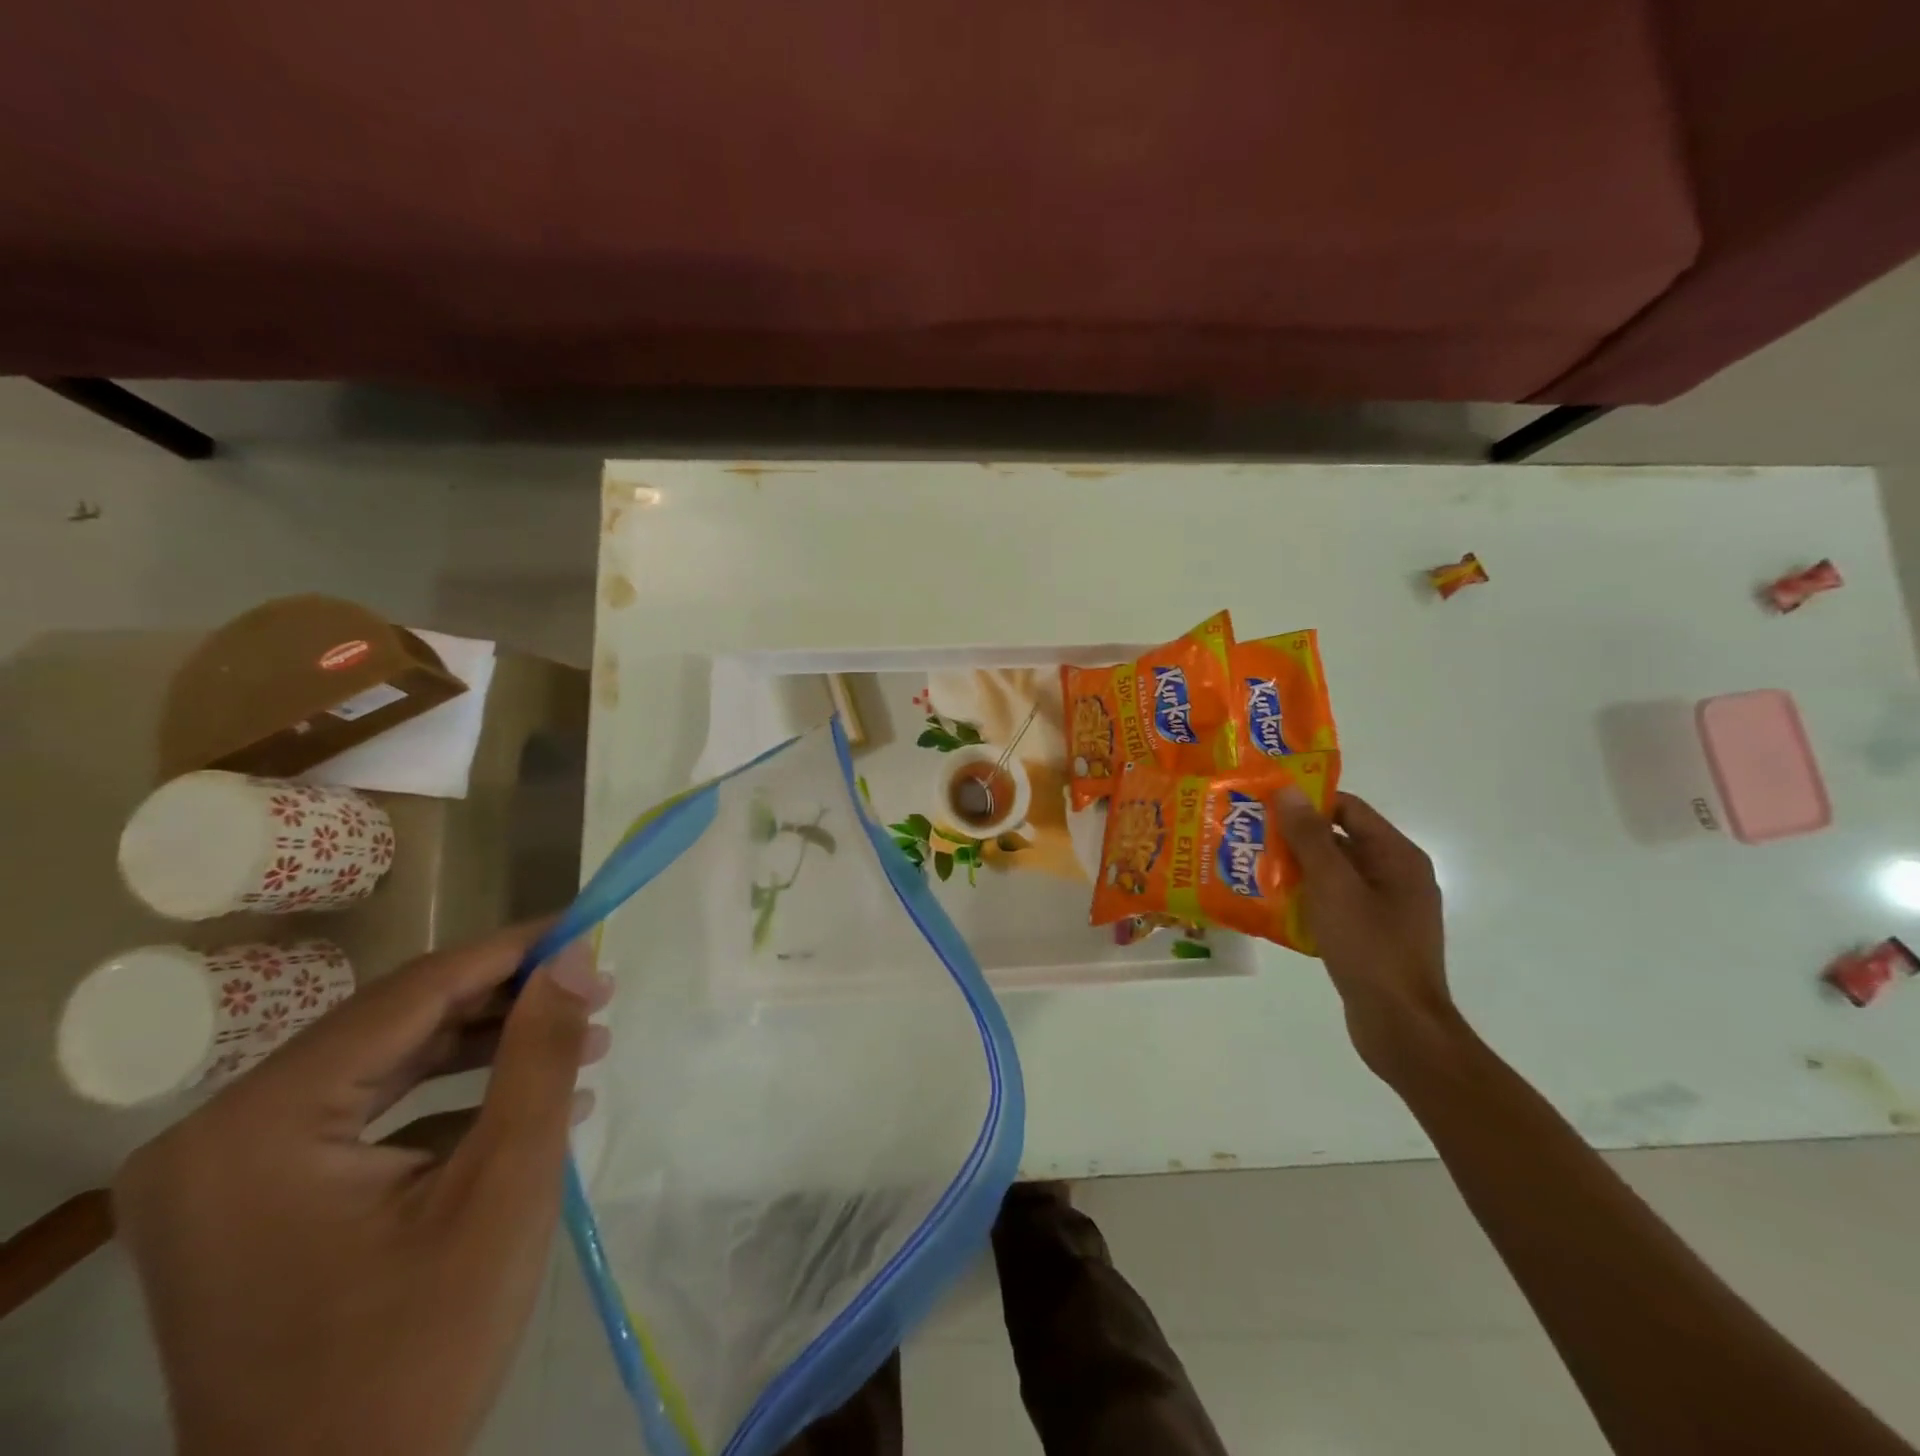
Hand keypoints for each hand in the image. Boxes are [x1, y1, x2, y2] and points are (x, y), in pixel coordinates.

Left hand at [114, 920, 611, 1455]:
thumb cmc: (421, 1348)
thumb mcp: (505, 1187)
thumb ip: (540, 1056)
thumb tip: (577, 955)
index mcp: (255, 1128)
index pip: (407, 995)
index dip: (509, 951)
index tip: (586, 926)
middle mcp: (217, 1133)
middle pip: (391, 1024)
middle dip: (505, 1000)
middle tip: (596, 986)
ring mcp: (226, 1170)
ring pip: (385, 1063)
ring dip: (487, 1045)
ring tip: (582, 1036)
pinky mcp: (254, 1198)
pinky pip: (367, 1112)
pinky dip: (451, 1095)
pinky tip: (530, 1099)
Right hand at [1275, 787, 1458, 1076]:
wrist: (1401, 1026)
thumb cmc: (1369, 948)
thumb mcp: (1334, 887)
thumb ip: (1310, 838)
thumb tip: (1288, 790)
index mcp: (1396, 856)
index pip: (1348, 808)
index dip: (1306, 801)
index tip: (1263, 804)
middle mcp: (1395, 875)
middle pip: (1339, 840)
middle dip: (1293, 837)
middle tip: (1247, 835)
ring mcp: (1385, 908)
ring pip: (1332, 874)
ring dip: (1294, 870)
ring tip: (1249, 868)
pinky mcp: (1371, 935)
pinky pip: (1333, 904)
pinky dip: (1305, 900)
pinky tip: (1271, 907)